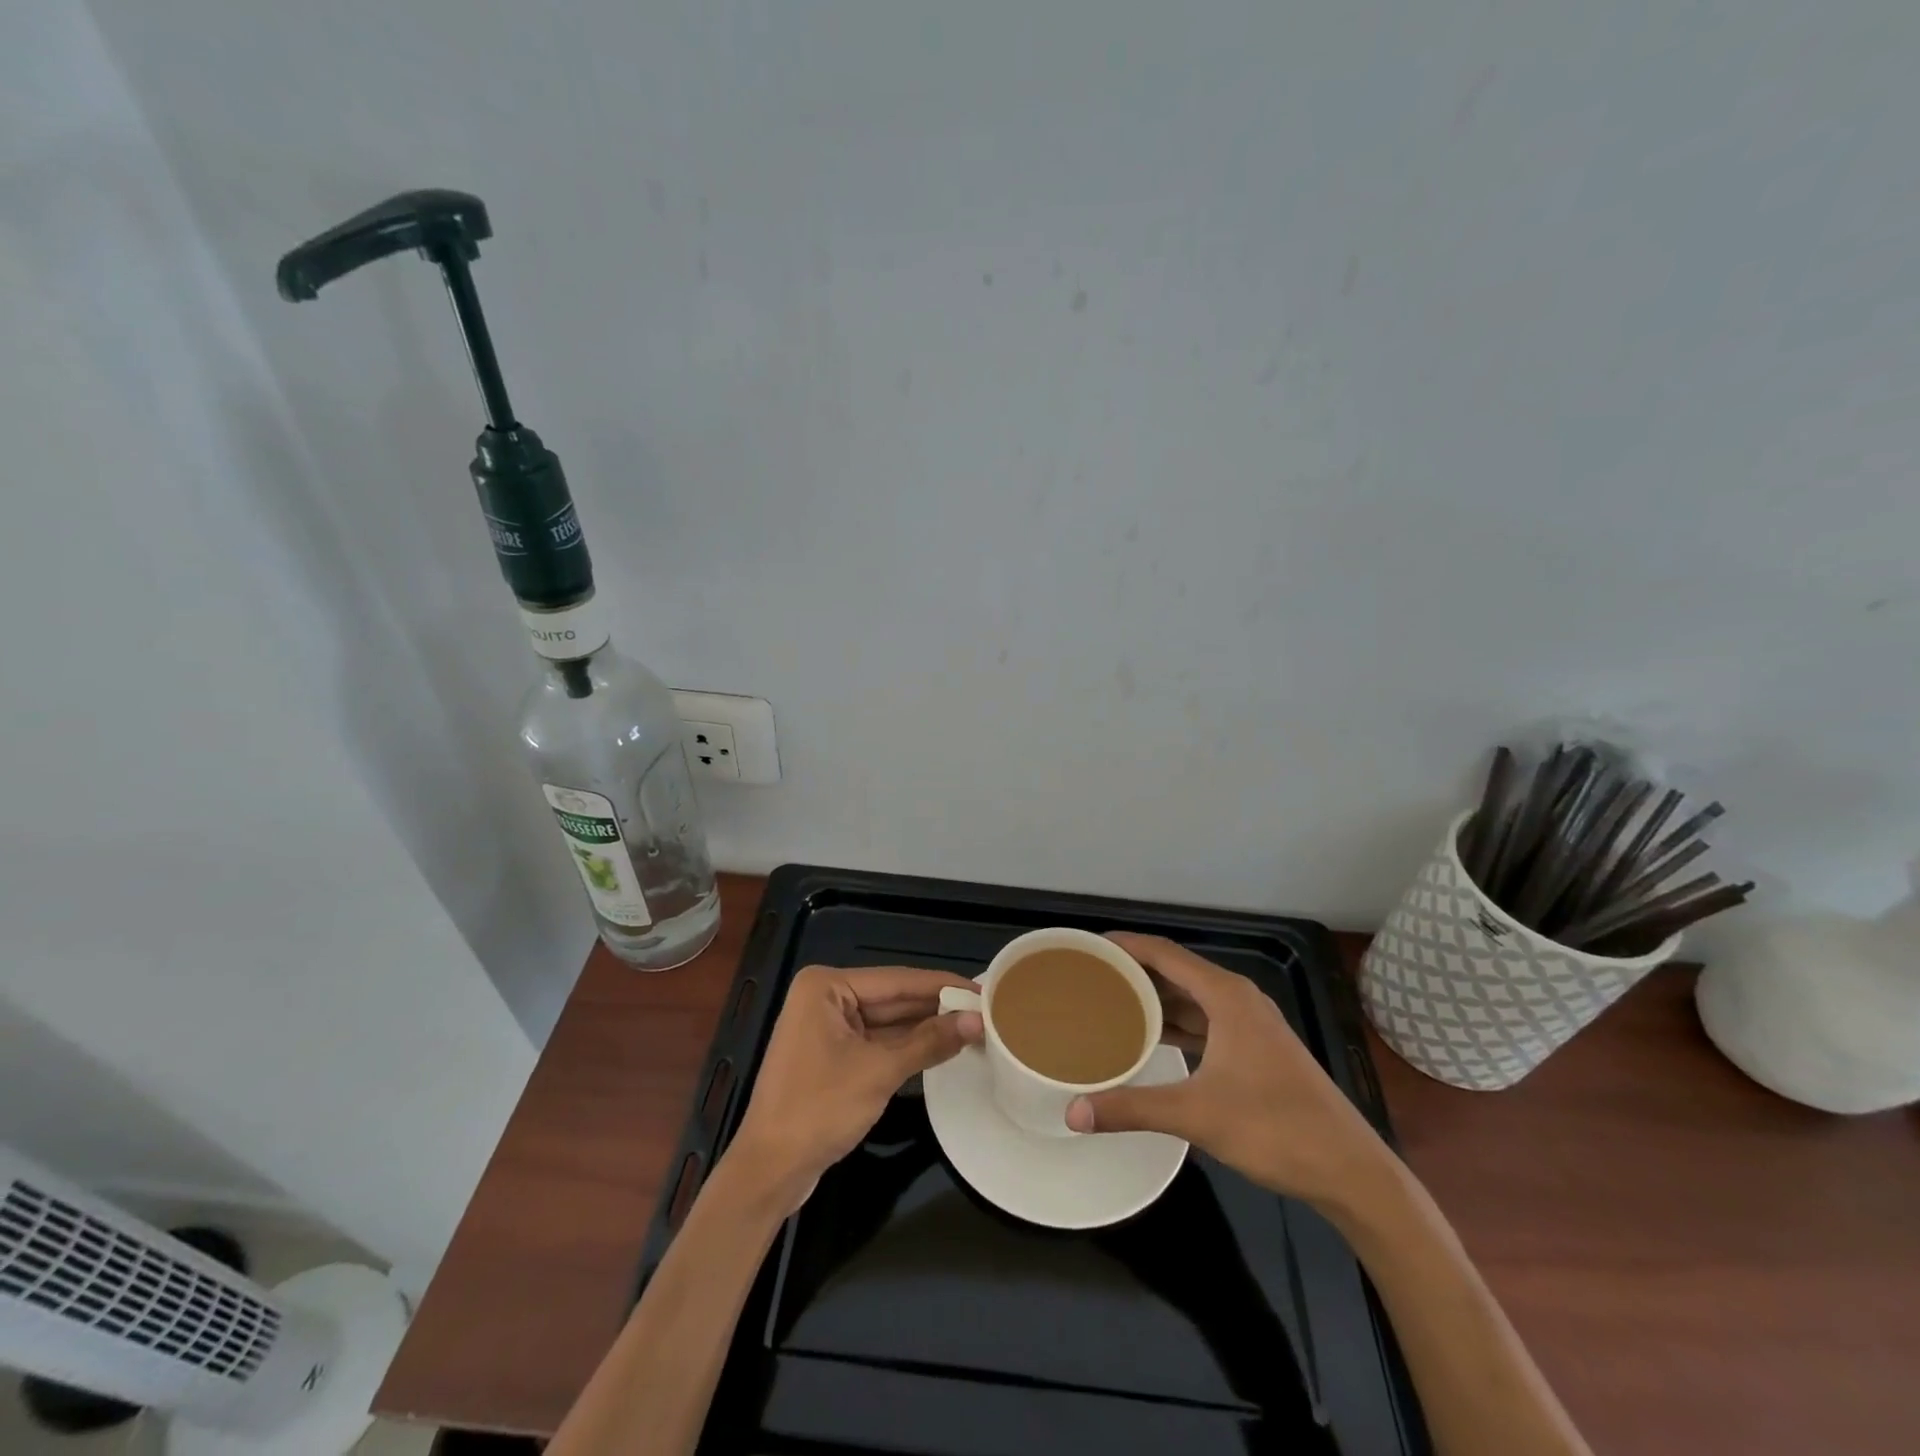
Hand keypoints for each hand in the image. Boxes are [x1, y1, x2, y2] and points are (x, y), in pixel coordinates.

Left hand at [728, 966, 982, 1205]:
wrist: (769, 1171)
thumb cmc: (818, 1110)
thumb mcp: (879, 1072)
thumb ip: (929, 1042)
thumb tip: (977, 1021)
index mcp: (826, 987)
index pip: (897, 980)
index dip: (942, 985)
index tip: (983, 988)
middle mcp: (825, 998)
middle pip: (893, 998)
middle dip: (936, 1007)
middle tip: (986, 1010)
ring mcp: (828, 1027)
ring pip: (888, 1022)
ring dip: (926, 1028)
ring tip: (974, 1026)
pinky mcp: (833, 1055)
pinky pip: (878, 1042)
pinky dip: (908, 1046)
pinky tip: (943, 1045)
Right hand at [1065, 934, 1390, 1207]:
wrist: (1350, 1170)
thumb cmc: (1275, 1129)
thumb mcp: (1196, 1115)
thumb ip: (1132, 1108)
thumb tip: (1073, 1113)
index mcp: (1226, 996)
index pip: (1164, 953)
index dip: (1126, 945)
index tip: (1089, 946)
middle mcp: (1238, 999)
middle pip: (1176, 971)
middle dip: (1135, 970)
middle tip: (1090, 976)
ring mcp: (1251, 1024)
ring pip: (1192, 998)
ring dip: (1155, 998)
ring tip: (1111, 1002)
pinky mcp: (1257, 1049)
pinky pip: (1206, 1021)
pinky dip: (1177, 1022)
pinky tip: (1152, 1037)